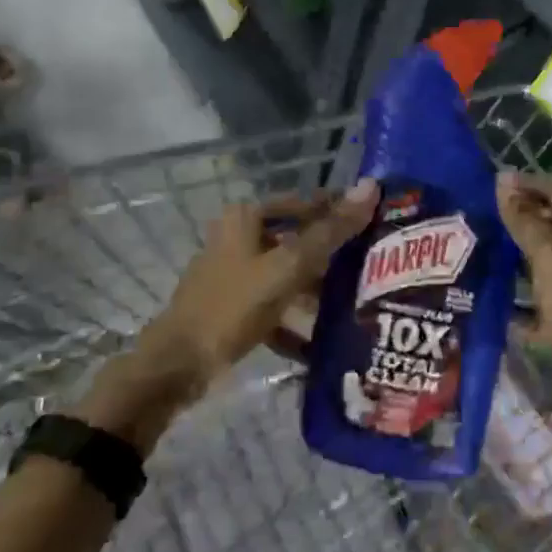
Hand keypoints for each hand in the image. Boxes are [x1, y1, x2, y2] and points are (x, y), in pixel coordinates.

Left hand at [140, 179, 379, 386]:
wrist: (178, 365)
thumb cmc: (234, 305)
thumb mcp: (288, 266)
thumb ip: (330, 231)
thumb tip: (370, 186)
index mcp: (246, 218)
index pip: (303, 203)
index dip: (337, 210)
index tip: (374, 223)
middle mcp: (237, 238)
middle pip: (295, 239)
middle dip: (330, 255)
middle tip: (370, 266)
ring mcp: (232, 274)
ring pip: (285, 273)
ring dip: (315, 289)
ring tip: (354, 303)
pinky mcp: (231, 307)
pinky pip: (272, 305)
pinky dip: (294, 320)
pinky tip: (320, 341)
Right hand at [496, 173, 551, 374]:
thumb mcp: (549, 256)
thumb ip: (525, 220)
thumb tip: (503, 180)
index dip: (527, 183)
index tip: (492, 183)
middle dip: (521, 217)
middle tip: (483, 215)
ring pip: (546, 261)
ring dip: (517, 255)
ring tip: (482, 250)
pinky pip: (541, 298)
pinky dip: (521, 296)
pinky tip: (495, 298)